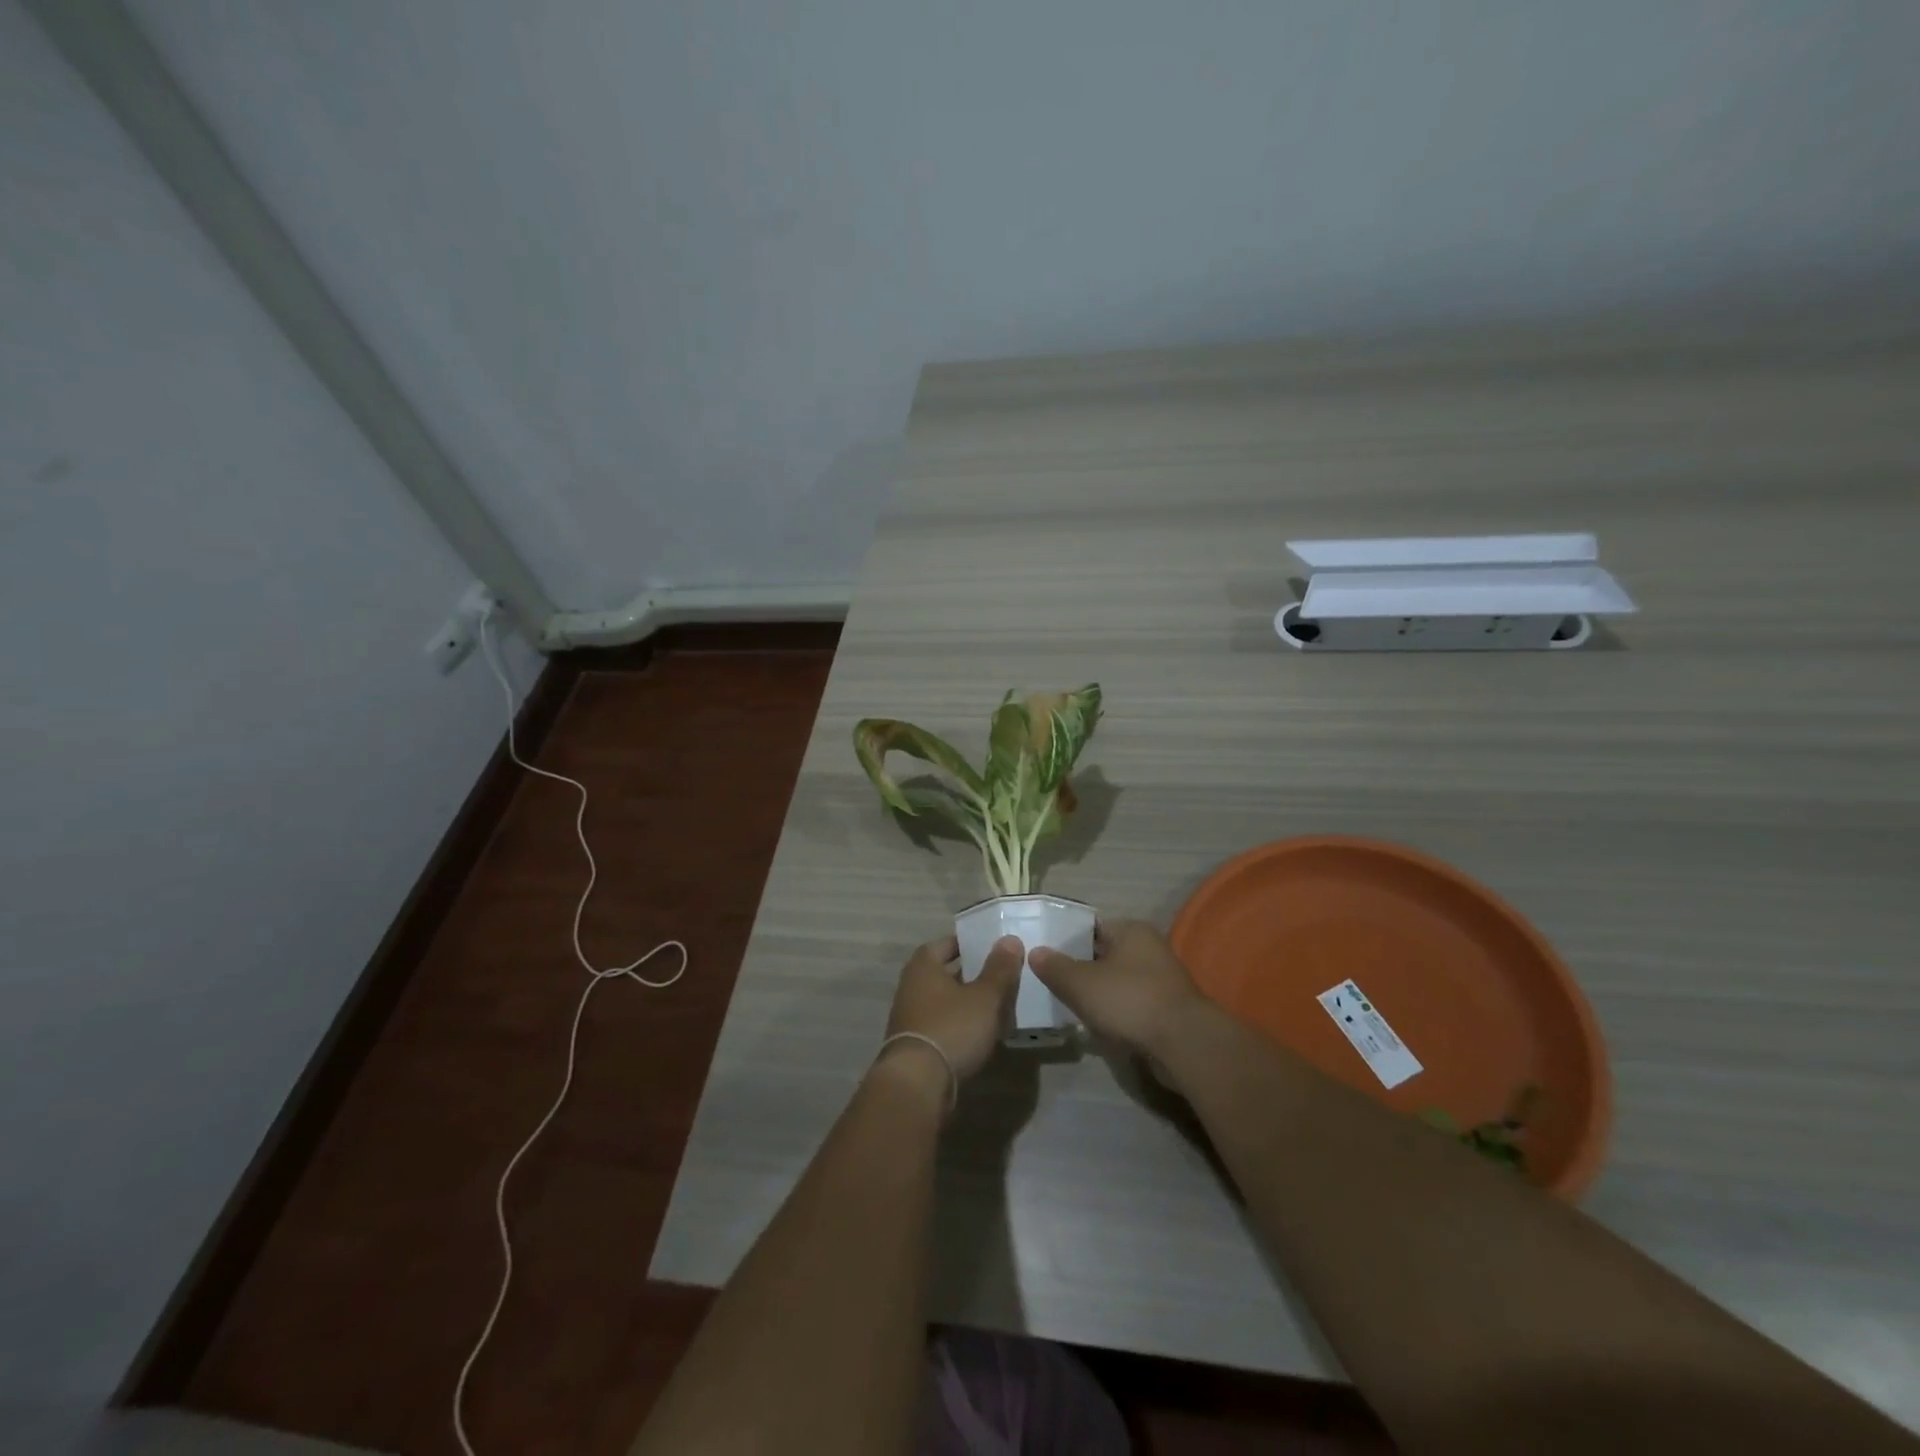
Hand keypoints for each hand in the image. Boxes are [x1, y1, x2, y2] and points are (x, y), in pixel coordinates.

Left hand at [877, 934, 1022, 1095]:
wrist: (917, 1083)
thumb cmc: (951, 1028)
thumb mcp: (985, 997)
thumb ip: (999, 969)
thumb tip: (1010, 940)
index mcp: (923, 966)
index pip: (946, 943)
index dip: (969, 943)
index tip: (992, 947)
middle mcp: (911, 986)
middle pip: (944, 972)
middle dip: (971, 974)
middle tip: (1000, 976)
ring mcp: (909, 1016)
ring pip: (944, 1000)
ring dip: (966, 1001)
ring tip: (996, 1005)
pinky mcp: (914, 1044)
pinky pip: (941, 1024)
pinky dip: (959, 1024)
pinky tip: (980, 1033)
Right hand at [1029, 919, 1204, 1056]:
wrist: (1184, 1044)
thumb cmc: (1130, 1000)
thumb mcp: (1082, 983)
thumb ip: (1055, 967)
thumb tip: (1036, 952)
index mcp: (1131, 930)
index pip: (1090, 926)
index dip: (1065, 938)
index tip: (1042, 953)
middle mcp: (1149, 948)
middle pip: (1103, 953)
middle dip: (1079, 968)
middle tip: (1048, 981)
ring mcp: (1160, 979)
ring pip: (1116, 980)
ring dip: (1096, 992)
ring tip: (1066, 1004)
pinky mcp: (1165, 1008)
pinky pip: (1130, 1003)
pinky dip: (1113, 1011)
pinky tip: (1094, 1024)